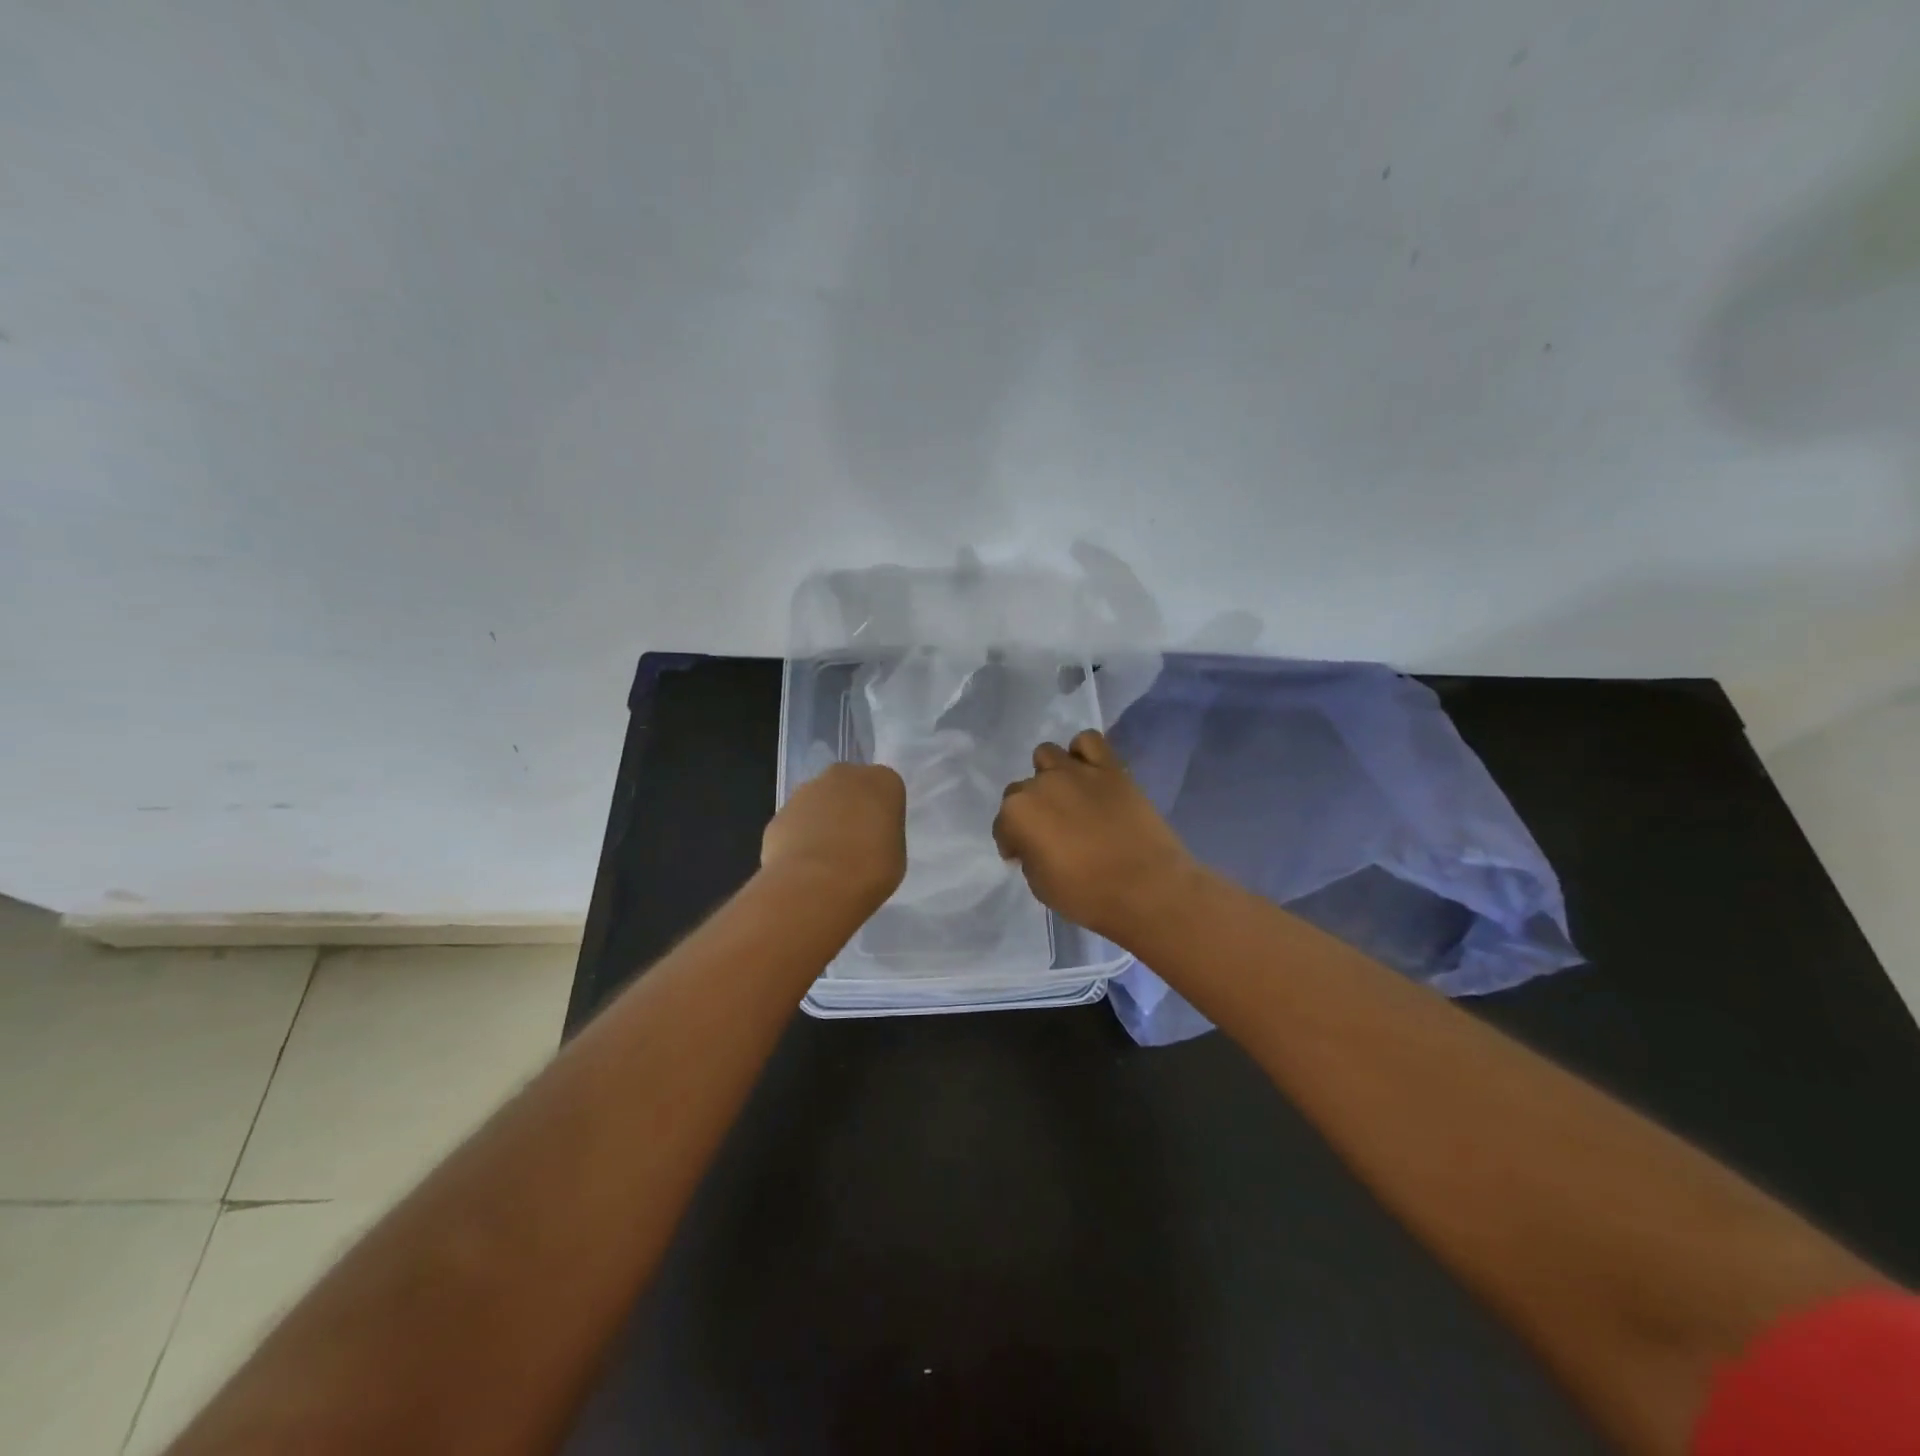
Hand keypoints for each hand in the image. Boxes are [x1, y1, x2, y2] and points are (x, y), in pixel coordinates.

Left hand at [761, 763, 906, 911]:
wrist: (814, 885)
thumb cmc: (869, 869)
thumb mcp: (897, 855)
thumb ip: (884, 836)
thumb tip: (869, 839)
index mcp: (882, 781)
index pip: (887, 790)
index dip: (884, 815)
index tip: (882, 838)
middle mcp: (844, 775)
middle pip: (851, 788)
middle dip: (851, 809)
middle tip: (855, 845)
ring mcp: (807, 790)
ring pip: (820, 802)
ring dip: (824, 822)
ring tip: (827, 861)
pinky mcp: (780, 812)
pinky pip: (797, 822)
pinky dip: (800, 838)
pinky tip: (804, 866)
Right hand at [992, 730, 1201, 945]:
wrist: (1148, 889)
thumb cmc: (1089, 896)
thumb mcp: (1041, 886)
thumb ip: (1029, 856)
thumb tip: (1034, 844)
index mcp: (1018, 814)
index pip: (1002, 825)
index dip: (1011, 843)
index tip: (1022, 856)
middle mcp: (1041, 784)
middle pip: (1021, 790)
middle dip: (1029, 811)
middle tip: (1048, 832)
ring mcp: (1076, 771)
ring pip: (1047, 755)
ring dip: (1049, 775)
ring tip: (1065, 797)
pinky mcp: (1110, 768)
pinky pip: (1089, 741)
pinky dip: (1083, 753)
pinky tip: (1088, 773)